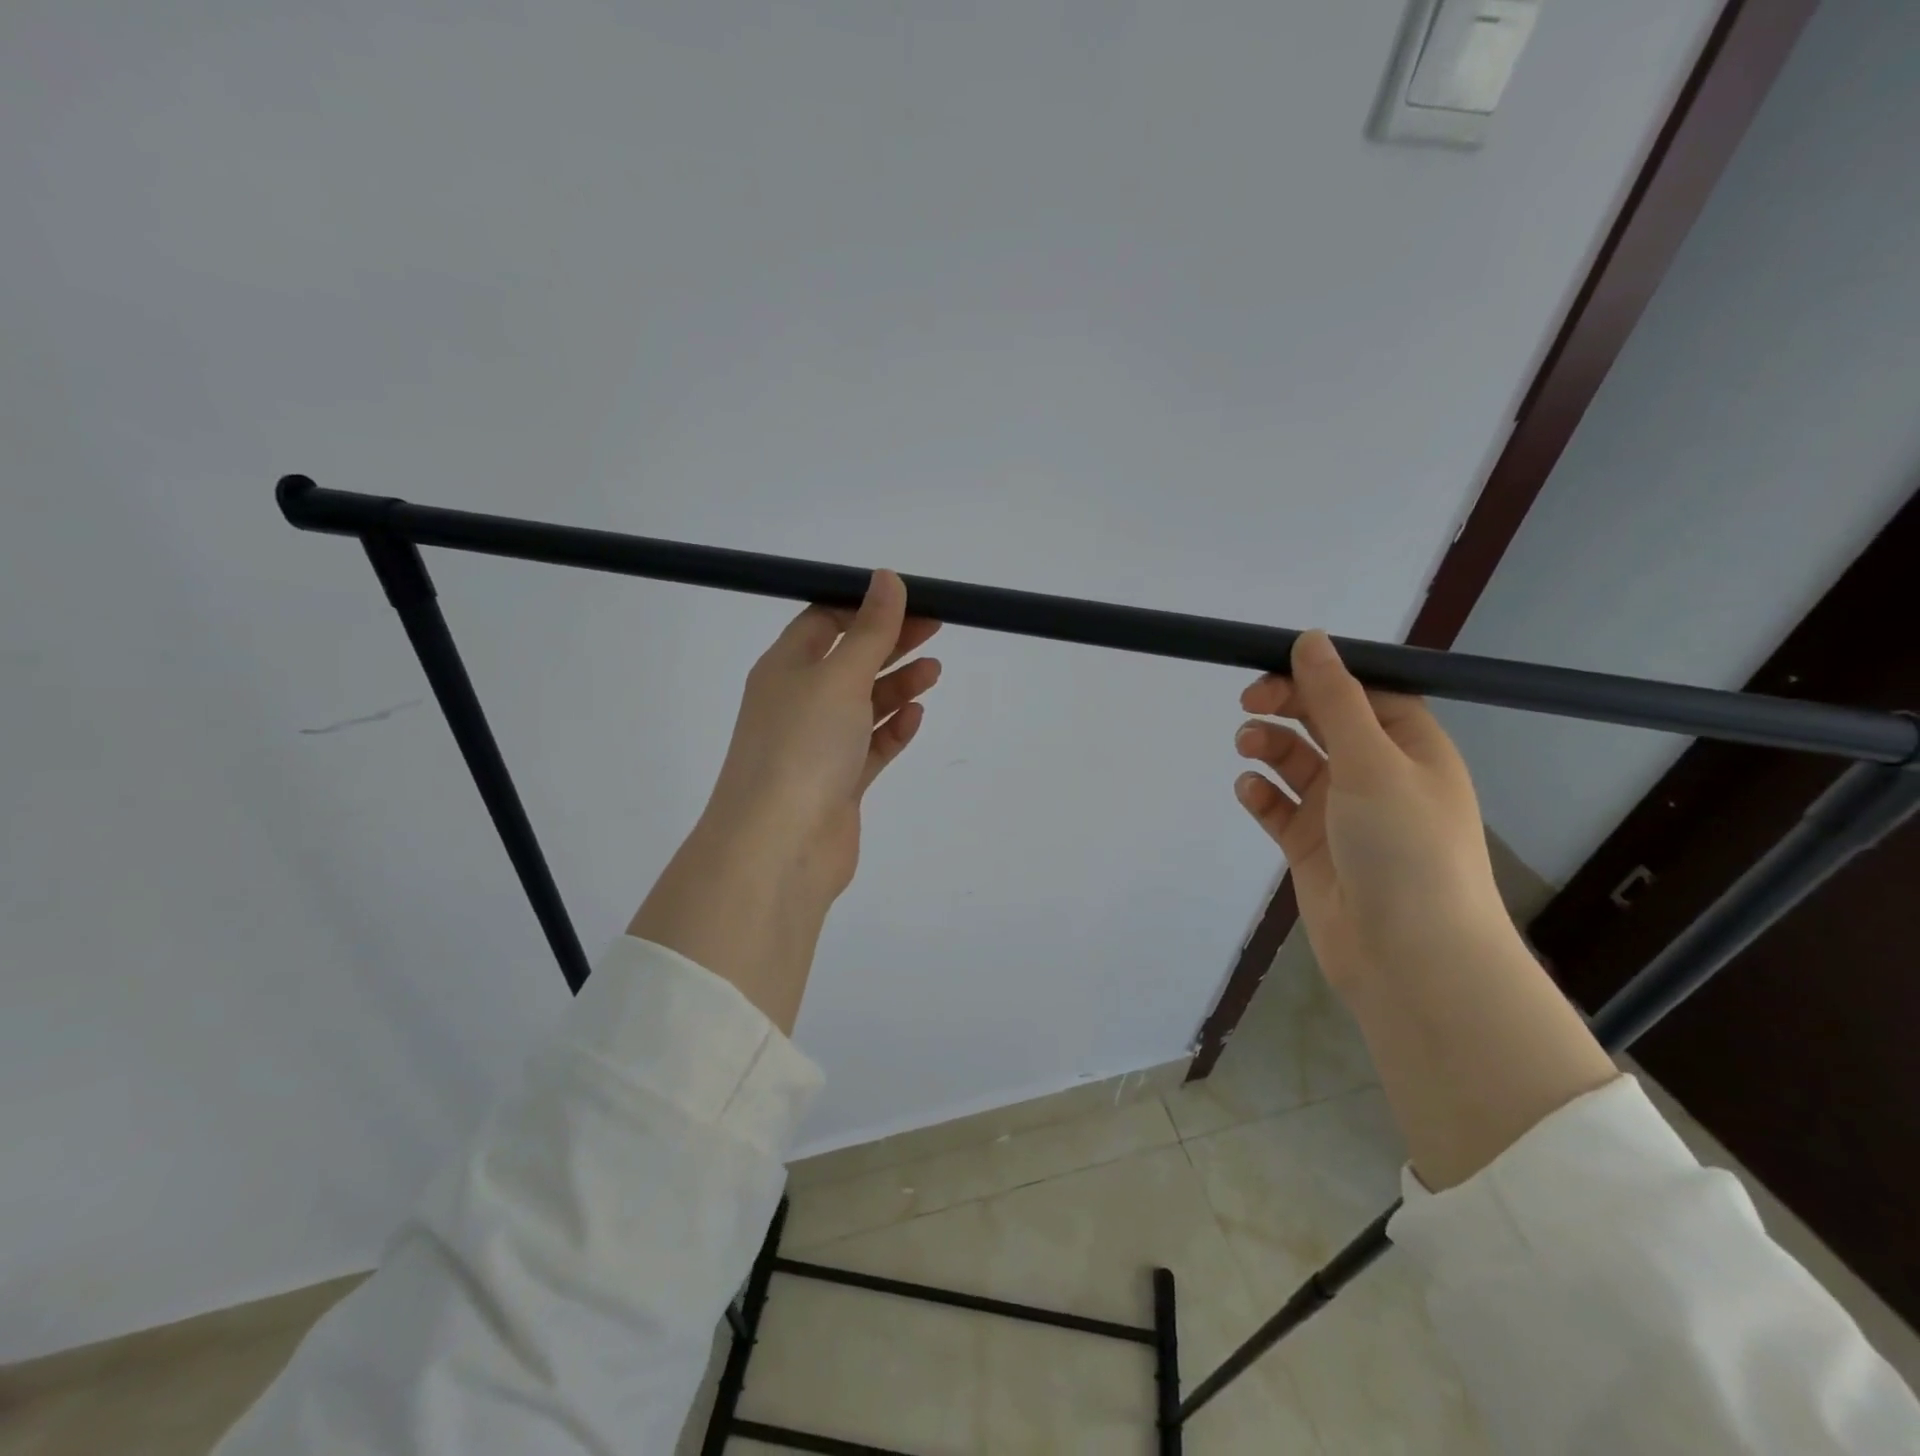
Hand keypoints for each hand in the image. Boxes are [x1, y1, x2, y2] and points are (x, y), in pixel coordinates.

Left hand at [703, 570, 941, 901]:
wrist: (778, 846)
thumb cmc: (803, 747)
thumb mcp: (840, 677)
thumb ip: (870, 630)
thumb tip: (887, 578)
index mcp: (785, 668)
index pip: (823, 621)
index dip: (864, 607)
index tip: (909, 600)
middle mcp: (797, 702)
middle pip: (849, 661)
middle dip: (890, 643)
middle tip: (936, 629)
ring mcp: (817, 746)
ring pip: (862, 705)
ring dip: (896, 685)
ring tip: (934, 671)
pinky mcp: (837, 783)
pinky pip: (869, 747)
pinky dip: (892, 730)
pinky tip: (915, 716)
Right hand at [1233, 631, 1615, 1188]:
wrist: (1408, 957)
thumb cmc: (1404, 846)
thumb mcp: (1371, 760)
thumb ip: (1335, 699)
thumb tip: (1311, 639)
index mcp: (1411, 747)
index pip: (1362, 692)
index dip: (1319, 676)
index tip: (1274, 668)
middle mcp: (1378, 774)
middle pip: (1324, 723)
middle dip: (1286, 708)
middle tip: (1248, 702)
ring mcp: (1343, 813)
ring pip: (1297, 763)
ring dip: (1270, 748)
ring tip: (1247, 747)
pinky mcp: (1312, 847)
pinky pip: (1280, 807)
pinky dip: (1262, 794)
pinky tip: (1249, 791)